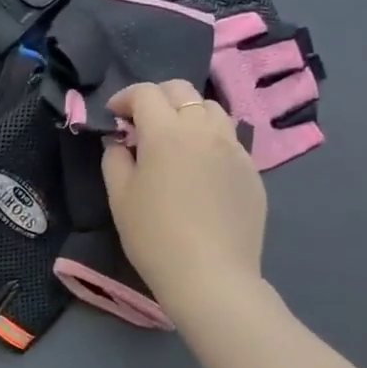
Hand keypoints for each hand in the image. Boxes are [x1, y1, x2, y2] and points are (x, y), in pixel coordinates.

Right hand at [102, 80, 267, 316]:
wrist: (211, 276)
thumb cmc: (155, 237)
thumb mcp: (120, 197)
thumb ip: (115, 159)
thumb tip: (120, 141)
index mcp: (166, 133)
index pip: (146, 93)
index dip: (125, 98)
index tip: (114, 115)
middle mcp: (204, 130)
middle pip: (182, 91)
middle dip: (157, 97)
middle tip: (142, 122)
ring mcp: (234, 148)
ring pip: (212, 109)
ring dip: (188, 113)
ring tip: (176, 138)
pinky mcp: (251, 170)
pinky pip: (230, 139)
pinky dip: (210, 139)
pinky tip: (200, 167)